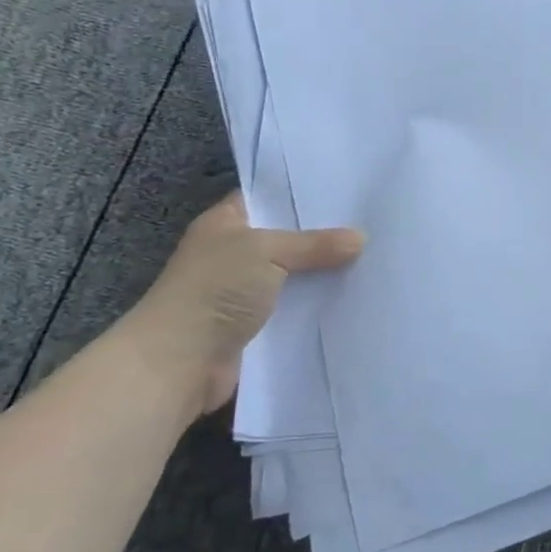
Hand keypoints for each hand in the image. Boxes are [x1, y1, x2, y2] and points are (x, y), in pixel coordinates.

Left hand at [120, 193, 362, 416]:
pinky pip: (294, 306)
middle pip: (286, 237)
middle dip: (322, 234)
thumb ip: (314, 244)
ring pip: (293, 274)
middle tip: (370, 222)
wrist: (178, 363)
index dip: (301, 192)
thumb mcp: (267, 252)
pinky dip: (316, 304)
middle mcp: (233, 253)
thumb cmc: (214, 290)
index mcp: (225, 223)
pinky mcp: (255, 325)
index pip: (267, 197)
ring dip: (322, 272)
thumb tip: (361, 238)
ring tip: (372, 256)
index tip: (346, 188)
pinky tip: (352, 295)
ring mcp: (242, 291)